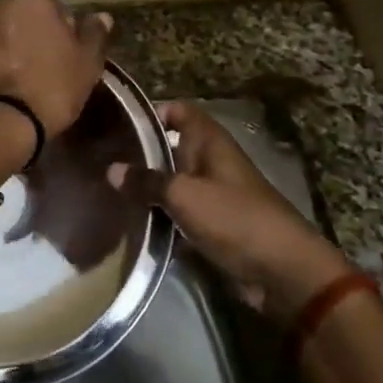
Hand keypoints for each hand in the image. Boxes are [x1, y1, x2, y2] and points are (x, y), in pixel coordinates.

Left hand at [0, 0, 112, 138]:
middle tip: (44, 69)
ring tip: (19, 81)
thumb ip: (94, 34)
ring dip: (8, 48)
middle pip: (22, 18)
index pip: (54, 8)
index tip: (66, 57)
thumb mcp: (87, 64)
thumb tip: (101, 16)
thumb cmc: (52, 88)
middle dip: (32, 36)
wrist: (1, 123)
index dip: (63, 32)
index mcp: (32, 0)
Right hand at [110, 101, 349, 322]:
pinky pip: (179, 213)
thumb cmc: (234, 218)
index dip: (151, 112)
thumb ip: (147, 181)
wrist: (281, 271)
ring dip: (147, 188)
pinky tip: (129, 221)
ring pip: (172, 182)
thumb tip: (111, 169)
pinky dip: (159, 216)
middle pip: (171, 147)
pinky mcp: (212, 225)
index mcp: (210, 142)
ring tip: (106, 190)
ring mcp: (212, 194)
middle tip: (101, 159)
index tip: (117, 123)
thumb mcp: (184, 195)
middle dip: (140, 153)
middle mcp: (211, 162)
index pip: (178, 111)